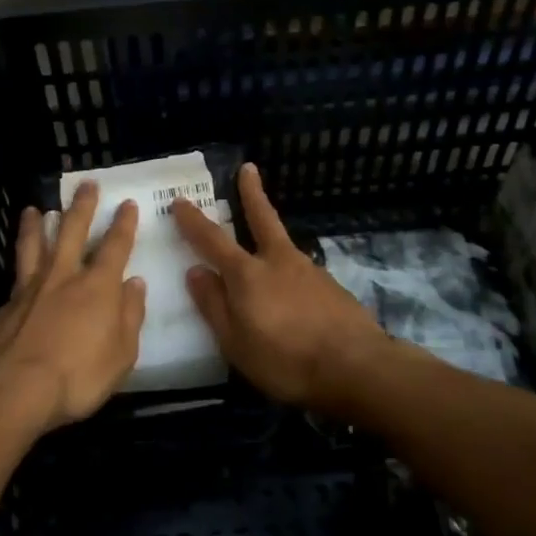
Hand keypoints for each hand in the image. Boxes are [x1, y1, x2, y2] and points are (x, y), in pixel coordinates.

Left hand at [0, 182, 146, 430]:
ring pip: (33, 245)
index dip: (123, 224)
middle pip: (72, 231)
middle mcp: (63, 276)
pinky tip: (17, 271)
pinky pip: (15, 277)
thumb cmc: (78, 376)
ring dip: (35, 224)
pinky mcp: (4, 306)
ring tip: (33, 208)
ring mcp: (29, 288)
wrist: (12, 389)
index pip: (115, 246)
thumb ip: (130, 316)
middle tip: (86, 184)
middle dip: (82, 206)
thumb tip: (135, 283)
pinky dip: (19, 268)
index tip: (127, 203)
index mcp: (97, 286)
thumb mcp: (122, 354)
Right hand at [172, 164, 387, 412]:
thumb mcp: (236, 342)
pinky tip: (294, 294)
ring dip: (271, 236)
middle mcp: (278, 262)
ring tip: (266, 248)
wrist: (356, 367)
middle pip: (262, 219)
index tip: (179, 200)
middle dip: (252, 193)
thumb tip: (195, 271)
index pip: (212, 240)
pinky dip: (291, 274)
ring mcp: (309, 271)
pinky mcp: (331, 287)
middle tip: (248, 168)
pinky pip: (301, 273)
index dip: (193, 220)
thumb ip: (214, 305)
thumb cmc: (286, 360)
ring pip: (283, 246)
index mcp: (247, 274)